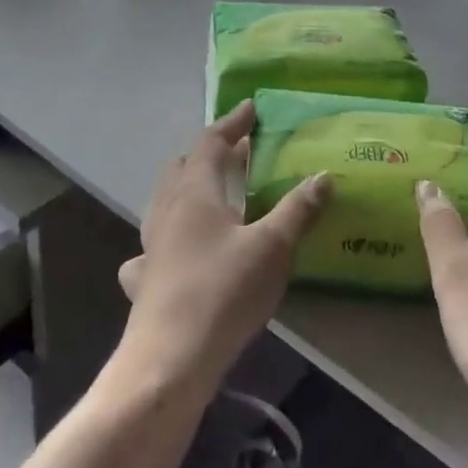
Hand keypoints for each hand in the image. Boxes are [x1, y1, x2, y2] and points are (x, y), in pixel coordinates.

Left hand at [116, 101, 331, 392]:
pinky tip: (176, 253)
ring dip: (187, 188)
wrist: (170, 358)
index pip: (210, 142)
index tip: (250, 109)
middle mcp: (167, 211)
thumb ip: (298, 209)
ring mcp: (150, 246)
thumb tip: (323, 175)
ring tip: (212, 194)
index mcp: (194, 193)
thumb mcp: (272, 248)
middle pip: (182, 167)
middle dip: (209, 153)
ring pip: (164, 202)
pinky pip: (152, 247)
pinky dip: (168, 238)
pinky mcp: (144, 280)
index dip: (232, 124)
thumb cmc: (223, 291)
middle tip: (237, 153)